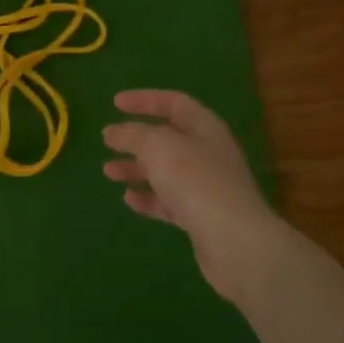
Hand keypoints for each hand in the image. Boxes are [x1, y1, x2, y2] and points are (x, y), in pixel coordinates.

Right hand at [103, 90, 285, 302]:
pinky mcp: (200, 216)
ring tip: (109, 172)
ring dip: (136, 168)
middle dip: (136, 139)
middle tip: (108, 141)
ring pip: (165, 171)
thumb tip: (113, 132)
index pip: (173, 103)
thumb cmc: (197, 182)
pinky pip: (169, 201)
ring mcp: (205, 186)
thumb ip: (133, 135)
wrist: (236, 242)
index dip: (145, 99)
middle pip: (168, 138)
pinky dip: (148, 198)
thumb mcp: (159, 147)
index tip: (115, 103)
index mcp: (204, 128)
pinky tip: (129, 200)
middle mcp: (207, 153)